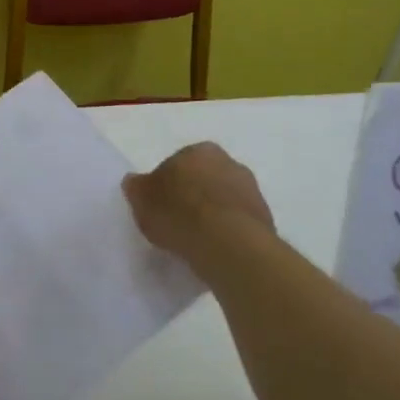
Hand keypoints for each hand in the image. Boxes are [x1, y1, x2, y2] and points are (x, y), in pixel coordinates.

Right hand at [123, 142, 276, 273]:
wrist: (228, 244)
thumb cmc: (179, 213)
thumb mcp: (142, 199)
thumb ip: (137, 187)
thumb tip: (134, 181)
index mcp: (199, 150)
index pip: (178, 163)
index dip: (167, 185)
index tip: (160, 206)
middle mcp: (229, 162)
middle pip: (204, 179)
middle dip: (193, 195)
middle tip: (178, 222)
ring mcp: (251, 190)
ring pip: (224, 200)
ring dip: (213, 214)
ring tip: (196, 241)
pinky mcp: (266, 218)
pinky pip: (238, 222)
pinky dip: (228, 232)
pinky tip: (215, 250)